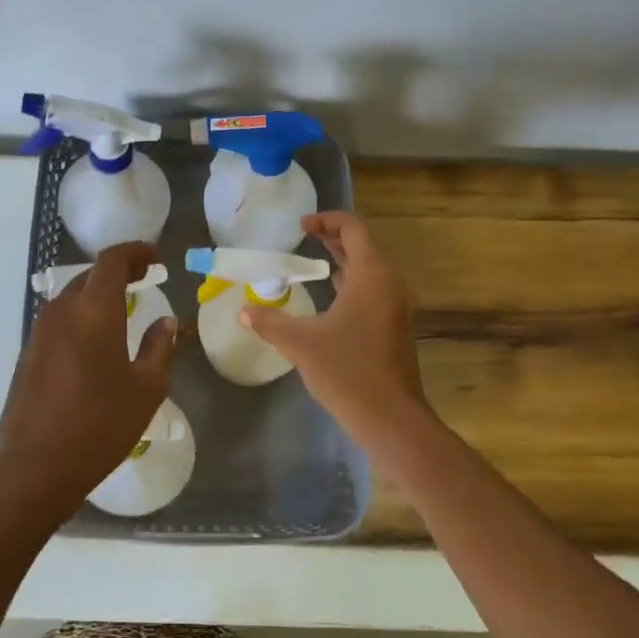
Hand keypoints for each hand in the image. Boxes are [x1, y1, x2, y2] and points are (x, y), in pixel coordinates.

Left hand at [0, 242, 178, 515]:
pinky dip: (80, 319)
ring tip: (121, 310)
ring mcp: (38, 334)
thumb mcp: (146, 389)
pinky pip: (58, 323)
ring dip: (96, 296)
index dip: (136, 252)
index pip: (112, 261)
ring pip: (70, 299)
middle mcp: (61, 312)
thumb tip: (166, 322)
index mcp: (93, 311)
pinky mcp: (26, 356)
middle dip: (118, 272)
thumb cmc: (100, 425)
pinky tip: (93, 344)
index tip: (156, 258)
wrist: (35, 467)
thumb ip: (159, 348)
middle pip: (89, 277)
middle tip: (144, 280)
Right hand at [241, 212, 432, 445]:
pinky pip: (373, 290)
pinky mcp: (394, 326)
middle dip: (334, 237)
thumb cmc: (347, 371)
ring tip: (313, 261)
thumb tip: (243, 312)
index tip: (301, 226)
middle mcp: (389, 283)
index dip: (327, 220)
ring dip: (344, 260)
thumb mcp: (300, 343)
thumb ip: (270, 322)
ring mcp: (396, 306)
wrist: (390, 417)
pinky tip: (330, 296)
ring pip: (370, 269)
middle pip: (364, 246)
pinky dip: (352, 283)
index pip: (354, 228)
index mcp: (371, 275)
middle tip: (304, 238)